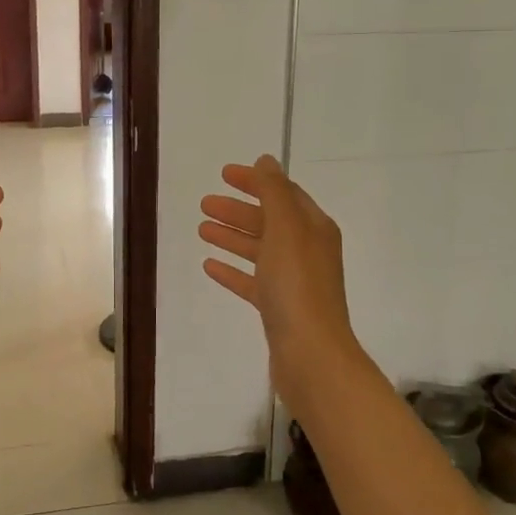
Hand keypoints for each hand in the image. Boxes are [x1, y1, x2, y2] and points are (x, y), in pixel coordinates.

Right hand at [199, 155, 362, 399]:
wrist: (310, 354)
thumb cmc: (297, 286)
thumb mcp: (286, 229)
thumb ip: (274, 192)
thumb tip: (266, 161)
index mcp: (313, 228)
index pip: (283, 194)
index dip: (256, 181)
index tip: (224, 174)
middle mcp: (307, 251)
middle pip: (269, 221)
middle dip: (238, 210)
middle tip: (204, 203)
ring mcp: (293, 282)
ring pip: (259, 250)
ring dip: (232, 237)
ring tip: (201, 229)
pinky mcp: (279, 309)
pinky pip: (252, 281)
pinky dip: (233, 271)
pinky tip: (209, 266)